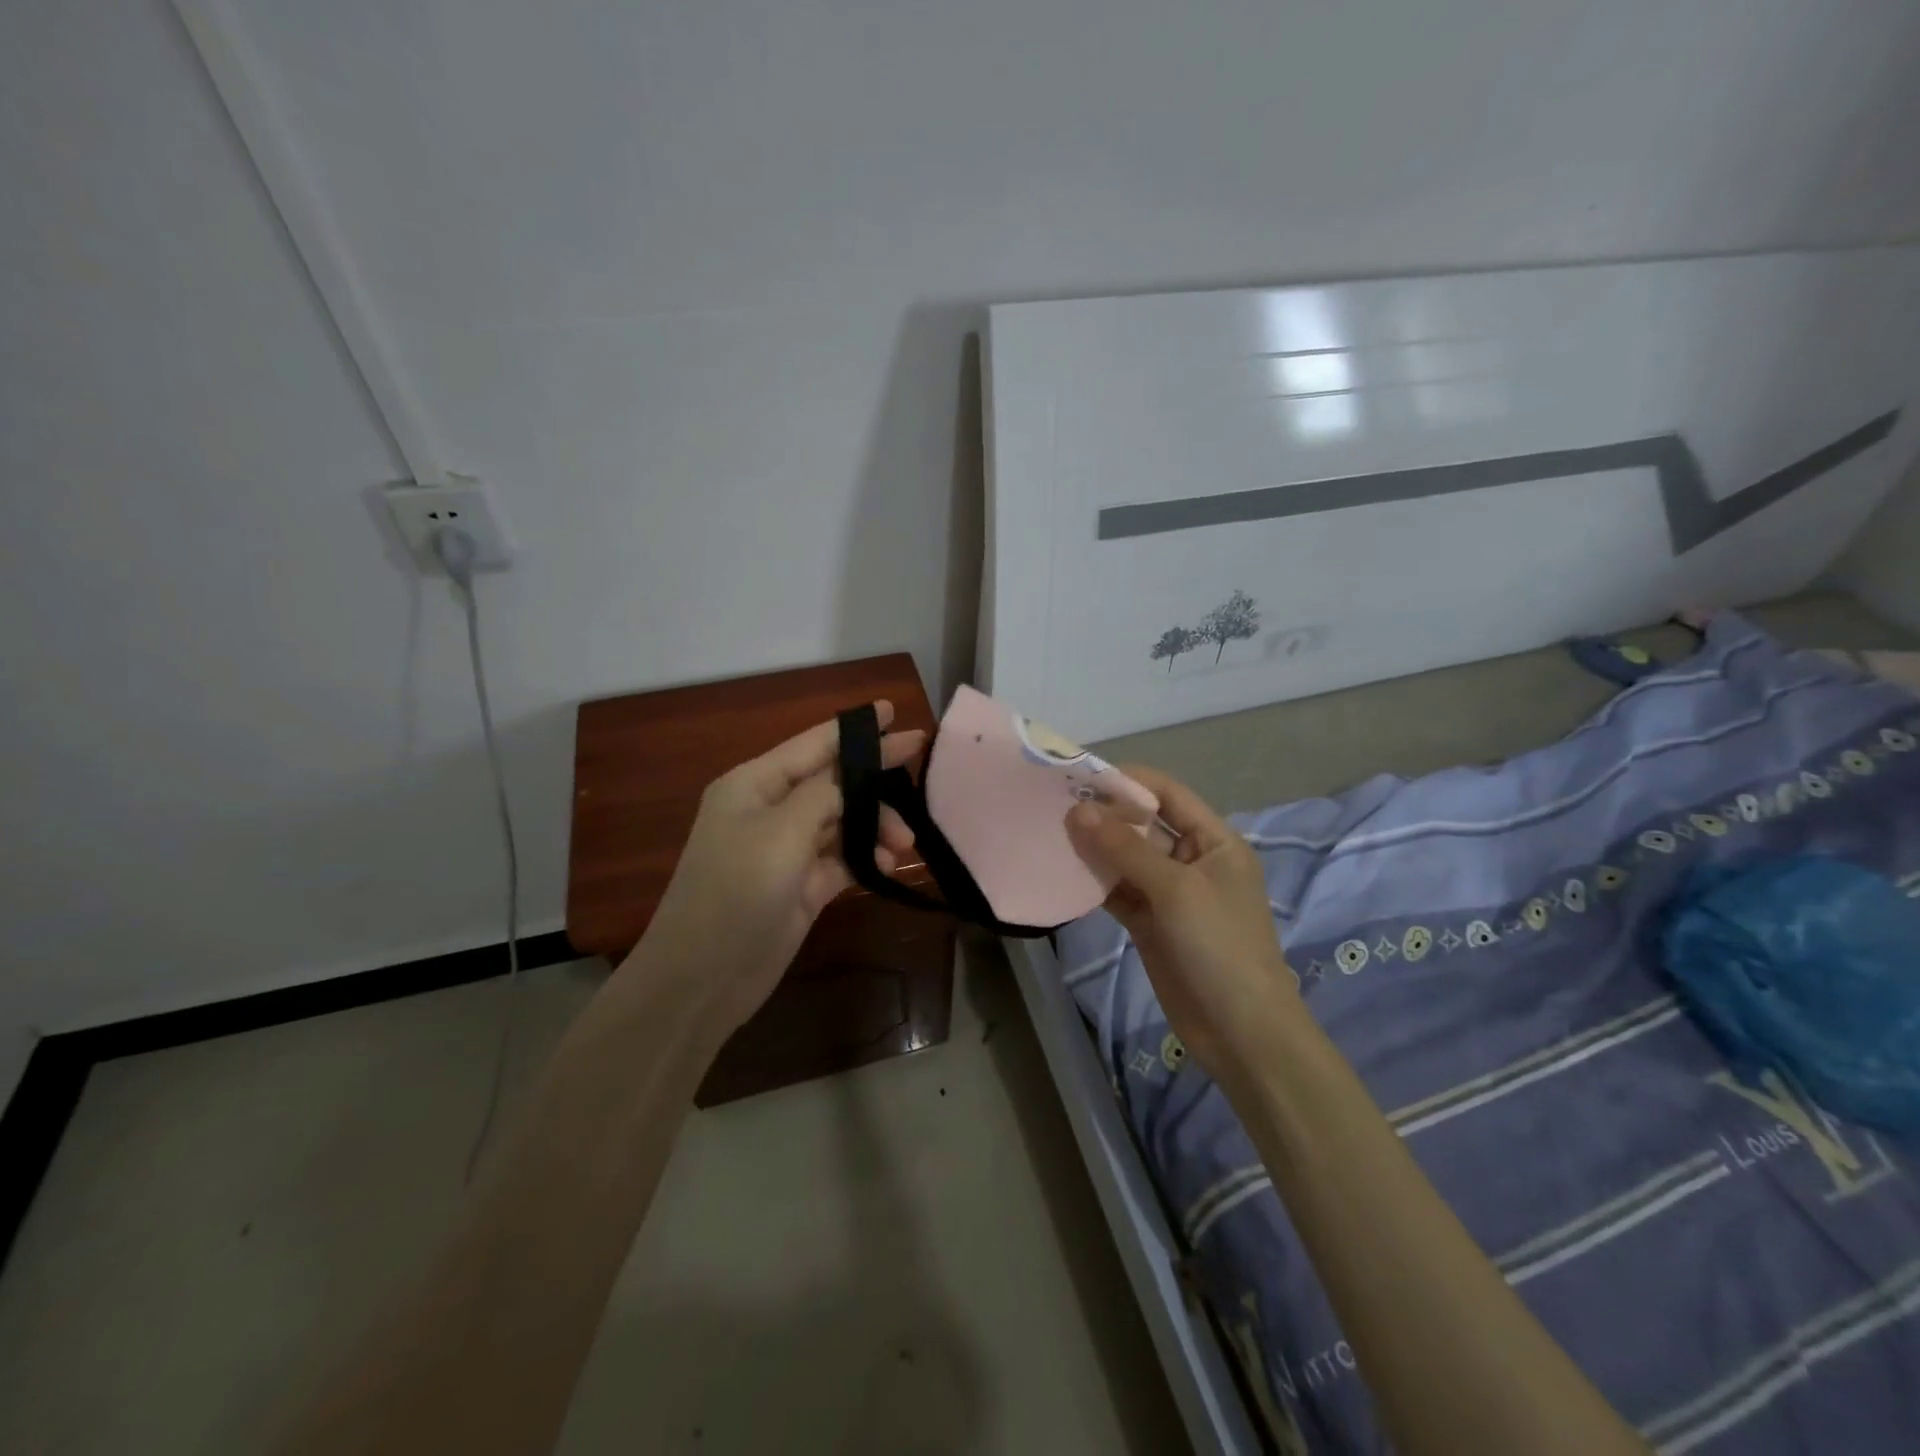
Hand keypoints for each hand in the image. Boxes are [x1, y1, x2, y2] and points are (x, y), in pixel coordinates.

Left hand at [622, 702, 923, 1039]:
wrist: (703, 979)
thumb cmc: (736, 892)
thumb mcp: (782, 832)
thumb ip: (825, 794)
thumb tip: (855, 776)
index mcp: (755, 784)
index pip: (815, 745)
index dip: (856, 729)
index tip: (896, 712)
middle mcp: (771, 810)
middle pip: (835, 783)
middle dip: (875, 785)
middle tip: (919, 776)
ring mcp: (786, 849)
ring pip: (844, 822)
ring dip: (876, 827)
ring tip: (905, 844)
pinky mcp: (802, 885)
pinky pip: (843, 859)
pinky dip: (867, 859)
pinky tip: (888, 866)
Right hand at [1065, 766, 1301, 1083]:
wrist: (1241, 1032)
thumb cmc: (1220, 947)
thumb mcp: (1176, 890)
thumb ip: (1126, 848)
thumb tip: (1077, 810)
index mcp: (1214, 841)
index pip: (1168, 794)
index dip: (1127, 782)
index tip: (1079, 776)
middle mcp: (1192, 860)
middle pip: (1144, 825)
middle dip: (1104, 815)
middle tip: (1054, 805)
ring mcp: (1170, 894)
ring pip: (1126, 859)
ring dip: (1095, 848)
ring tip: (1050, 833)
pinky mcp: (1150, 923)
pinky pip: (1118, 892)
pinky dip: (1094, 882)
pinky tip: (1063, 872)